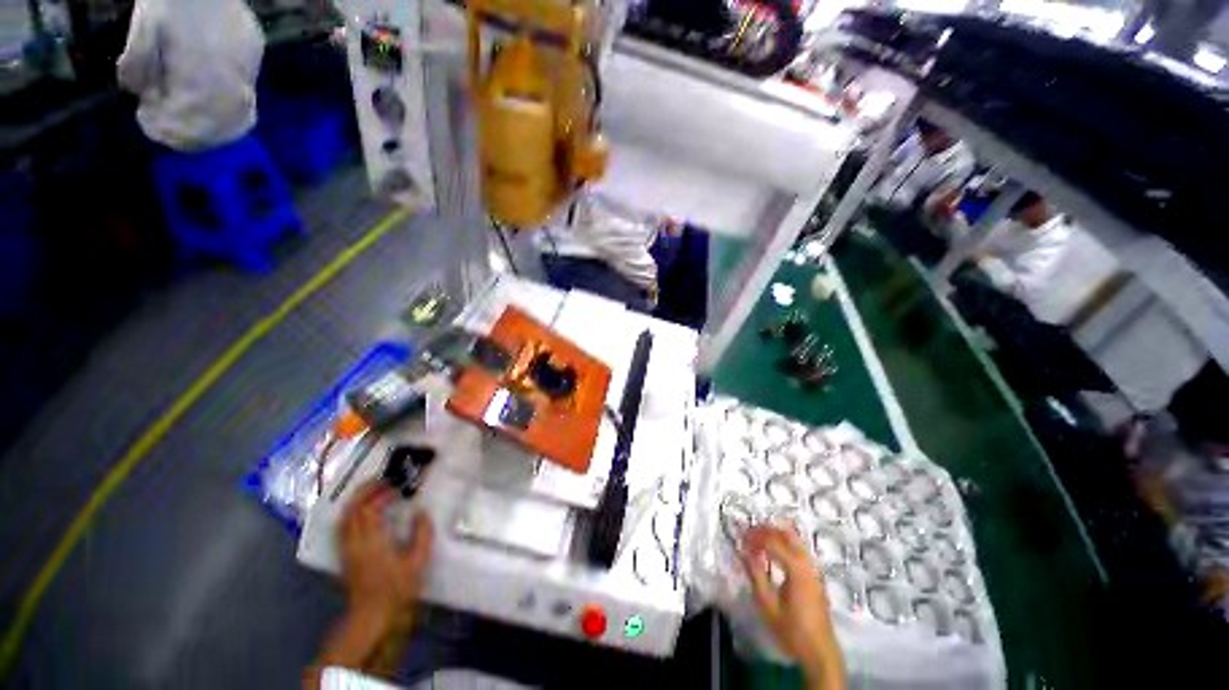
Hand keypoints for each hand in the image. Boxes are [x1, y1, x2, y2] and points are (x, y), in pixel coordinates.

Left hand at [340, 482, 433, 623]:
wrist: (372, 616)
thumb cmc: (397, 589)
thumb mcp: (418, 562)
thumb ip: (422, 534)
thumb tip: (421, 512)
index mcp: (373, 541)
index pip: (369, 509)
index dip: (381, 493)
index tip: (397, 485)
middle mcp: (355, 542)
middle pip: (352, 510)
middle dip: (365, 492)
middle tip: (383, 481)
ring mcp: (347, 549)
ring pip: (345, 518)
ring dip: (356, 501)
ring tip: (373, 492)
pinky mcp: (344, 556)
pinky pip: (343, 528)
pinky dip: (351, 514)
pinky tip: (362, 513)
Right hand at [742, 525, 843, 689]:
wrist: (819, 652)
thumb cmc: (792, 630)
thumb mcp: (767, 604)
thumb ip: (755, 574)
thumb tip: (742, 551)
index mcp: (796, 568)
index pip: (772, 542)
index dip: (754, 536)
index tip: (739, 536)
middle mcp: (808, 563)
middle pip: (786, 534)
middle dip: (766, 530)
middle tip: (748, 533)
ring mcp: (814, 568)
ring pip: (794, 540)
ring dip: (775, 535)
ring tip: (757, 540)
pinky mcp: (815, 575)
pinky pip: (798, 549)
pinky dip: (783, 544)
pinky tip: (772, 553)